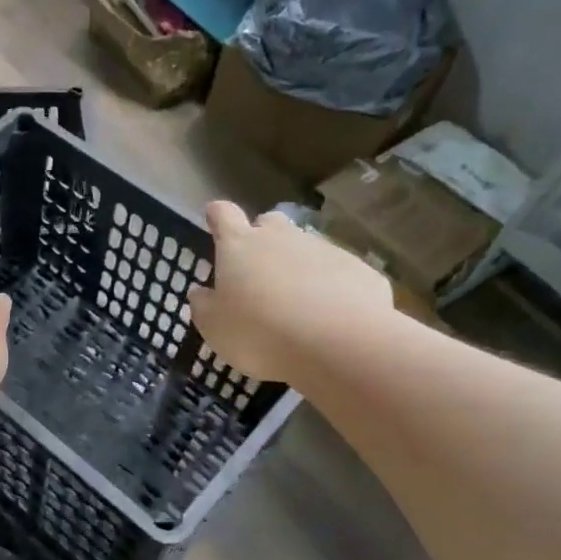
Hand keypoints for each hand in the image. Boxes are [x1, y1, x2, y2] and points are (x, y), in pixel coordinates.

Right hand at [188, 200, 393, 380]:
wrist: (338, 344)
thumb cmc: (260, 333)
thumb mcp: (214, 328)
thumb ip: (204, 305)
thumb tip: (201, 292)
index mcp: (240, 246)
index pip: (223, 214)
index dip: (217, 216)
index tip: (215, 222)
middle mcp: (281, 237)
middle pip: (268, 223)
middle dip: (262, 238)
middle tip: (259, 273)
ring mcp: (324, 249)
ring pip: (305, 248)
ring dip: (298, 267)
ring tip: (297, 306)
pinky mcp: (359, 270)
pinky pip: (338, 274)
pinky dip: (331, 289)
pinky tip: (330, 319)